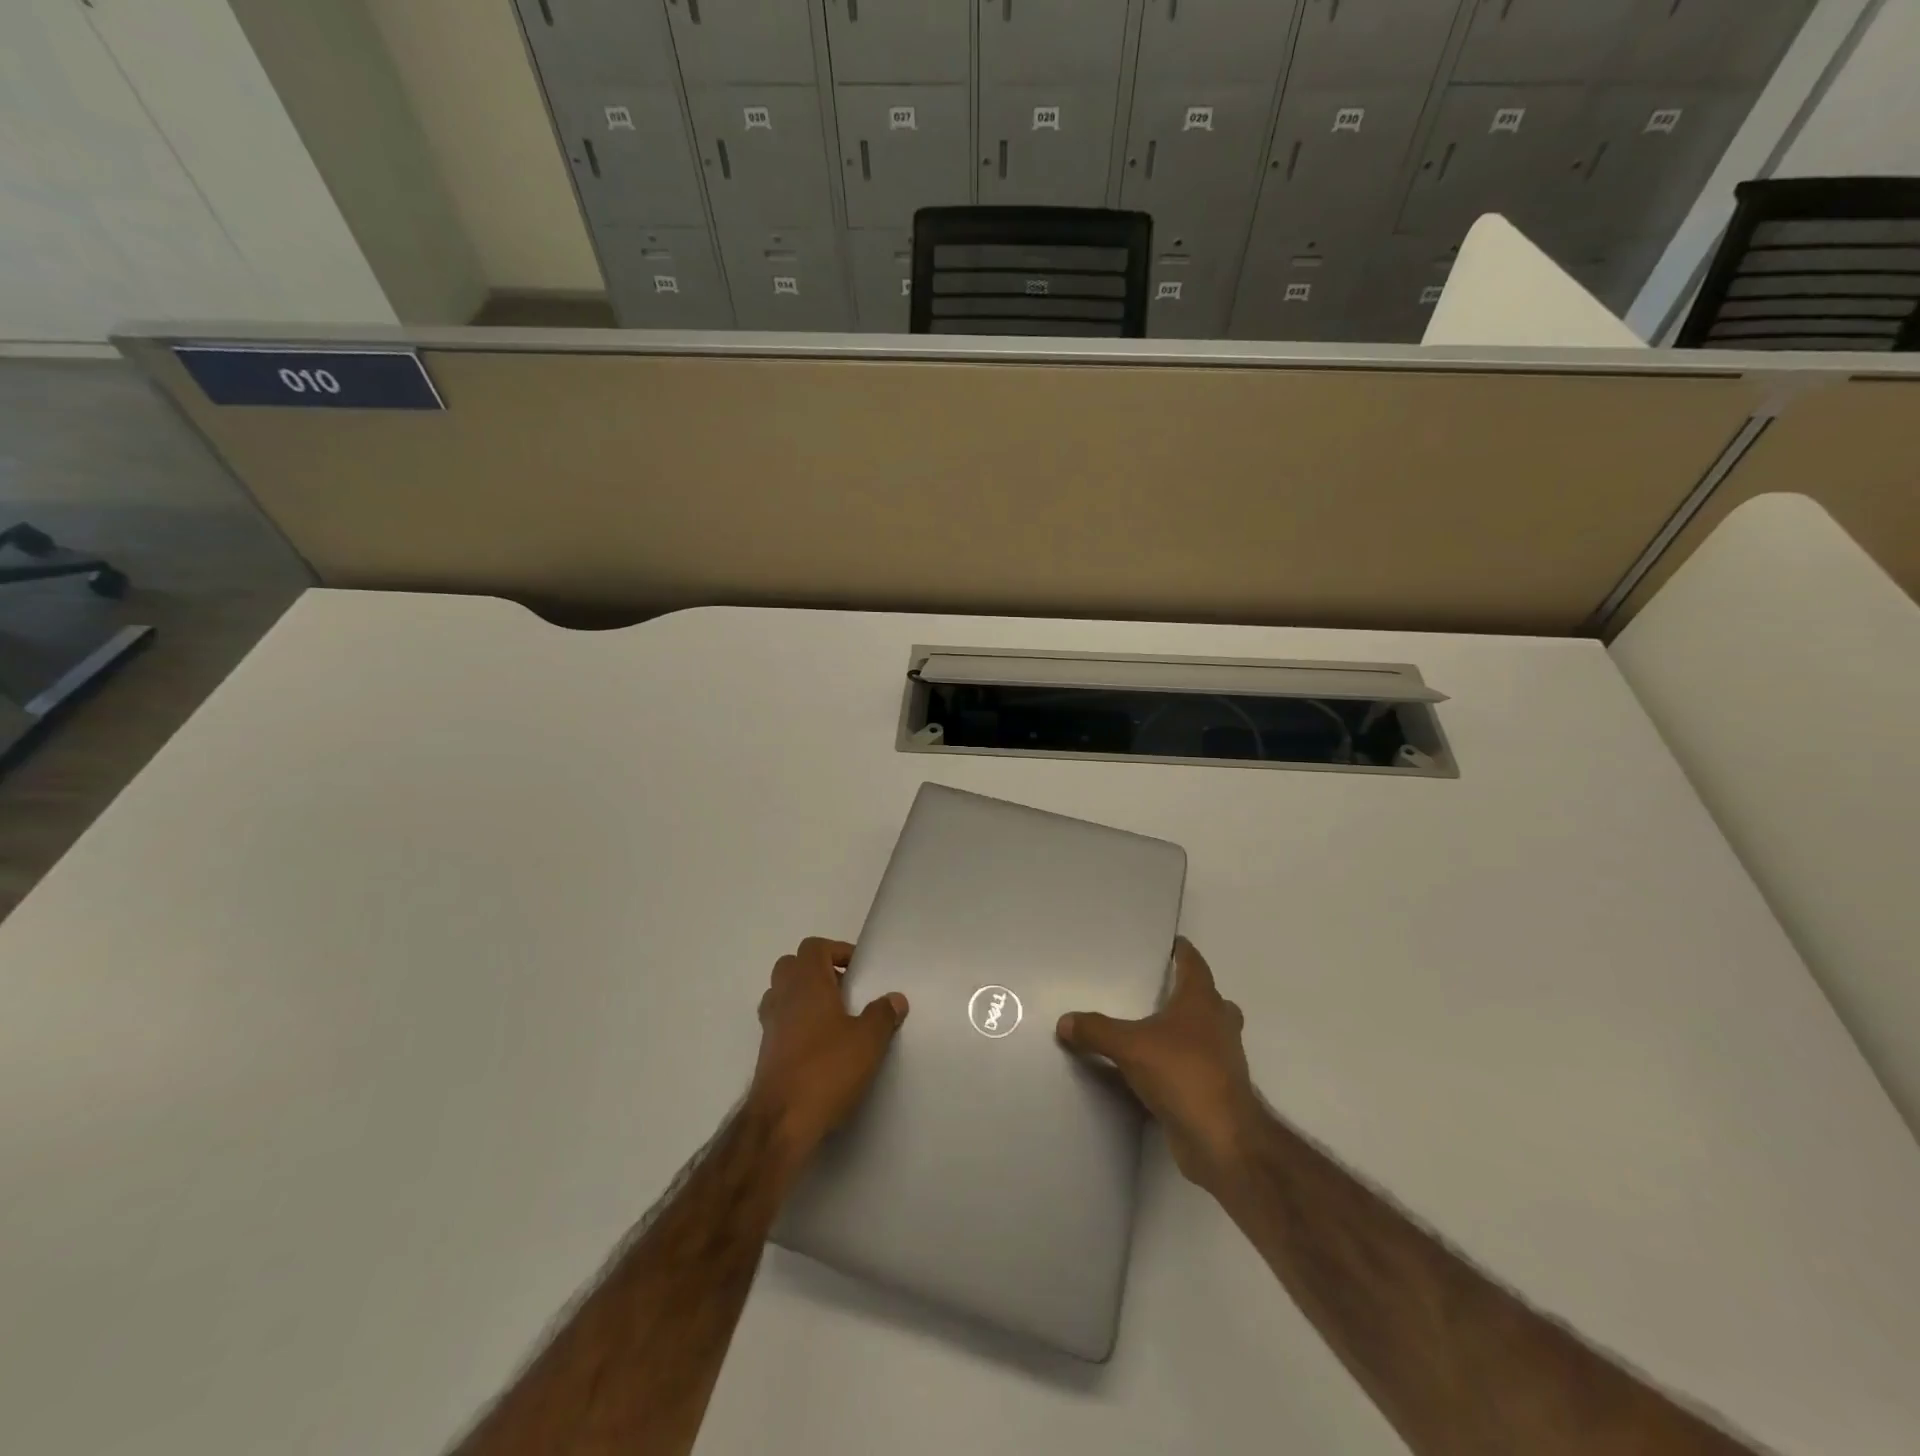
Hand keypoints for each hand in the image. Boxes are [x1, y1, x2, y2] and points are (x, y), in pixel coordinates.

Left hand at [748, 937, 907, 1172]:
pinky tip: (820, 1045)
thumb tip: (894, 999)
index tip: (859, 970)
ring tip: (834, 1016)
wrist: (781, 1121)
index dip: (837, 951)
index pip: (814, 947)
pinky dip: (796, 1023)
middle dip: (818, 971)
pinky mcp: (766, 1052)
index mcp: (806, 983)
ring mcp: (770, 1025)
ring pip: (782, 994)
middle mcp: (783, 997)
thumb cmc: (826, 1070)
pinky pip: (780, 1022)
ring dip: (805, 997)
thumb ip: (882, 1015)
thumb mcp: (868, 1041)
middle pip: (792, 966)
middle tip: (845, 990)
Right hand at [1057, 938, 1261, 1192]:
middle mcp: (1218, 1025)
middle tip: (1163, 989)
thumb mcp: (1129, 1047)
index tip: (1175, 943)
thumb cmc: (1182, 1074)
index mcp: (1202, 1003)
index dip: (1185, 953)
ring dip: (1191, 1029)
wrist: (1223, 1140)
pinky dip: (1183, 1062)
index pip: (1195, 966)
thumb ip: (1096, 1031)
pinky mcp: (1219, 1091)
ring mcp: (1224, 1060)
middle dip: (1191, 993)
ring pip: (1210, 1034)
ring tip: (1158, 1029)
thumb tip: (1064, 1021)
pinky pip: (1200, 1066)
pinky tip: (1158, 1069)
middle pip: (1211, 1000)